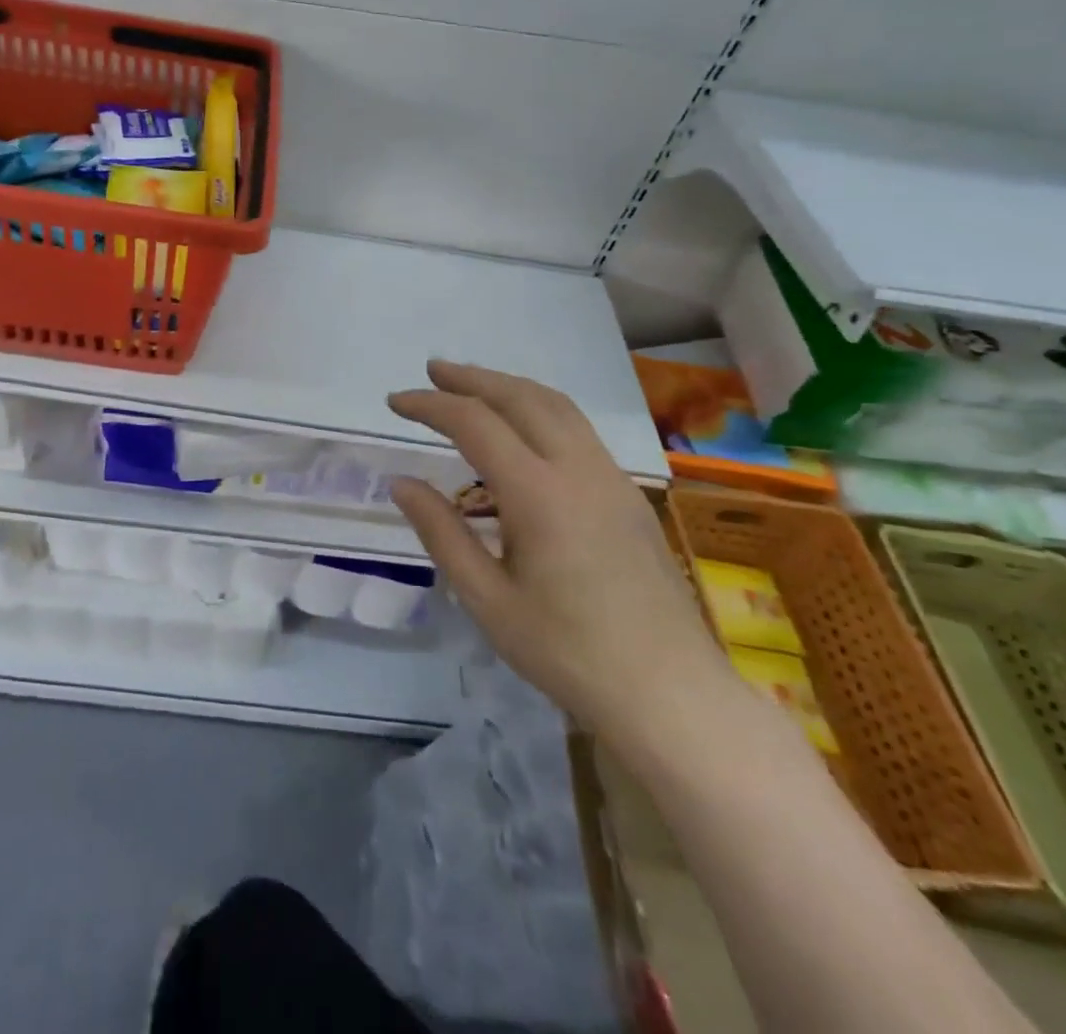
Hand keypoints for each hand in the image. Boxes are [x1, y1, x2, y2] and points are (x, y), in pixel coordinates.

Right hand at [388, 361, 724, 746]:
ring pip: (557, 406)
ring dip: (509, 387)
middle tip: (431, 371)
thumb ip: (441, 533)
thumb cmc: (567, 653)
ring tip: (472, 386)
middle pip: (520, 397)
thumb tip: (401, 483)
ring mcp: (611, 478)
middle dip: (471, 378)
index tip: (395, 401)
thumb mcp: (487, 600)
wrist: (670, 694)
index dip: (431, 404)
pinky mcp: (628, 494)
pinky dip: (539, 409)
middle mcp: (578, 470)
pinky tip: (523, 430)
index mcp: (538, 494)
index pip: (475, 423)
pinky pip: (578, 429)